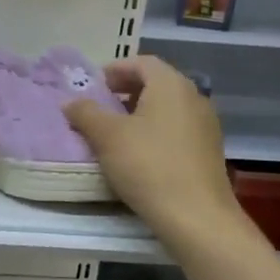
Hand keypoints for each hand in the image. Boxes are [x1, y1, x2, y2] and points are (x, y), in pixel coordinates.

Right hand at [62, 56, 246, 239]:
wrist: (196, 217)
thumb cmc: (148, 166)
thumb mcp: (107, 136)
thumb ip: (85, 113)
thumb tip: (70, 102)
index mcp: (171, 85)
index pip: (142, 62)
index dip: (115, 69)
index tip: (94, 86)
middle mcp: (194, 98)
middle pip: (156, 83)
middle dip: (126, 91)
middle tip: (101, 107)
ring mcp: (206, 125)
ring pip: (167, 107)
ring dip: (140, 112)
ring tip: (115, 132)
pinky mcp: (209, 151)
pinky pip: (177, 129)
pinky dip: (155, 131)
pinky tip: (139, 154)